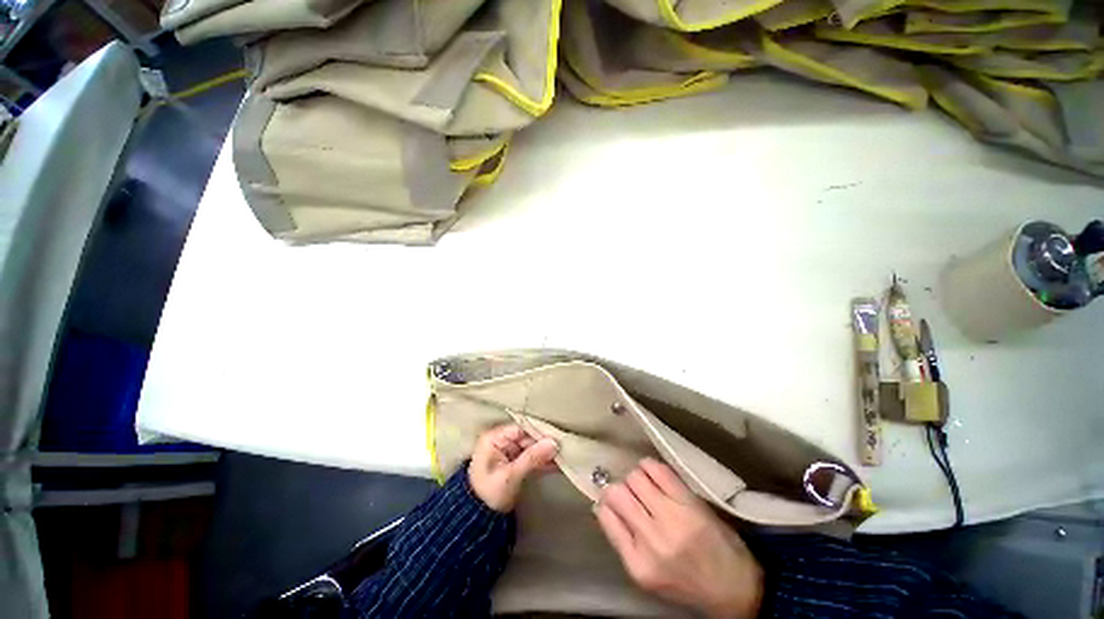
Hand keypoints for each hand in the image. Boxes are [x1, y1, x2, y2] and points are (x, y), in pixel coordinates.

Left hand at [468, 424, 558, 512]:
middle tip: (564, 446)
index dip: (538, 431)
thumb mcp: (510, 475)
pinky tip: (558, 464)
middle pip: (528, 437)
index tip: (557, 435)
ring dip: (546, 453)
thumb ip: (532, 458)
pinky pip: (531, 457)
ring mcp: (509, 451)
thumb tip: (554, 443)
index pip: (521, 428)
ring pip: (532, 447)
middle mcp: (501, 440)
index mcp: (494, 438)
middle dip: (545, 443)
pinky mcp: (515, 462)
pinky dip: (543, 461)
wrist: (478, 520)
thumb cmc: (489, 494)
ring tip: (565, 454)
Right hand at [595, 458, 762, 618]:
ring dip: (635, 479)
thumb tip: (602, 506)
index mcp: (638, 564)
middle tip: (629, 494)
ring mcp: (672, 517)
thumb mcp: (647, 575)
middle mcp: (652, 539)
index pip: (606, 515)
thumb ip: (623, 542)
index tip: (612, 502)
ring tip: (644, 486)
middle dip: (618, 489)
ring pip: (635, 478)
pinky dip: (649, 466)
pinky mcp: (689, 502)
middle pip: (618, 493)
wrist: (735, 587)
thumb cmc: (686, 583)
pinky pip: (658, 469)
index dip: (605, 503)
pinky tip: (652, 474)